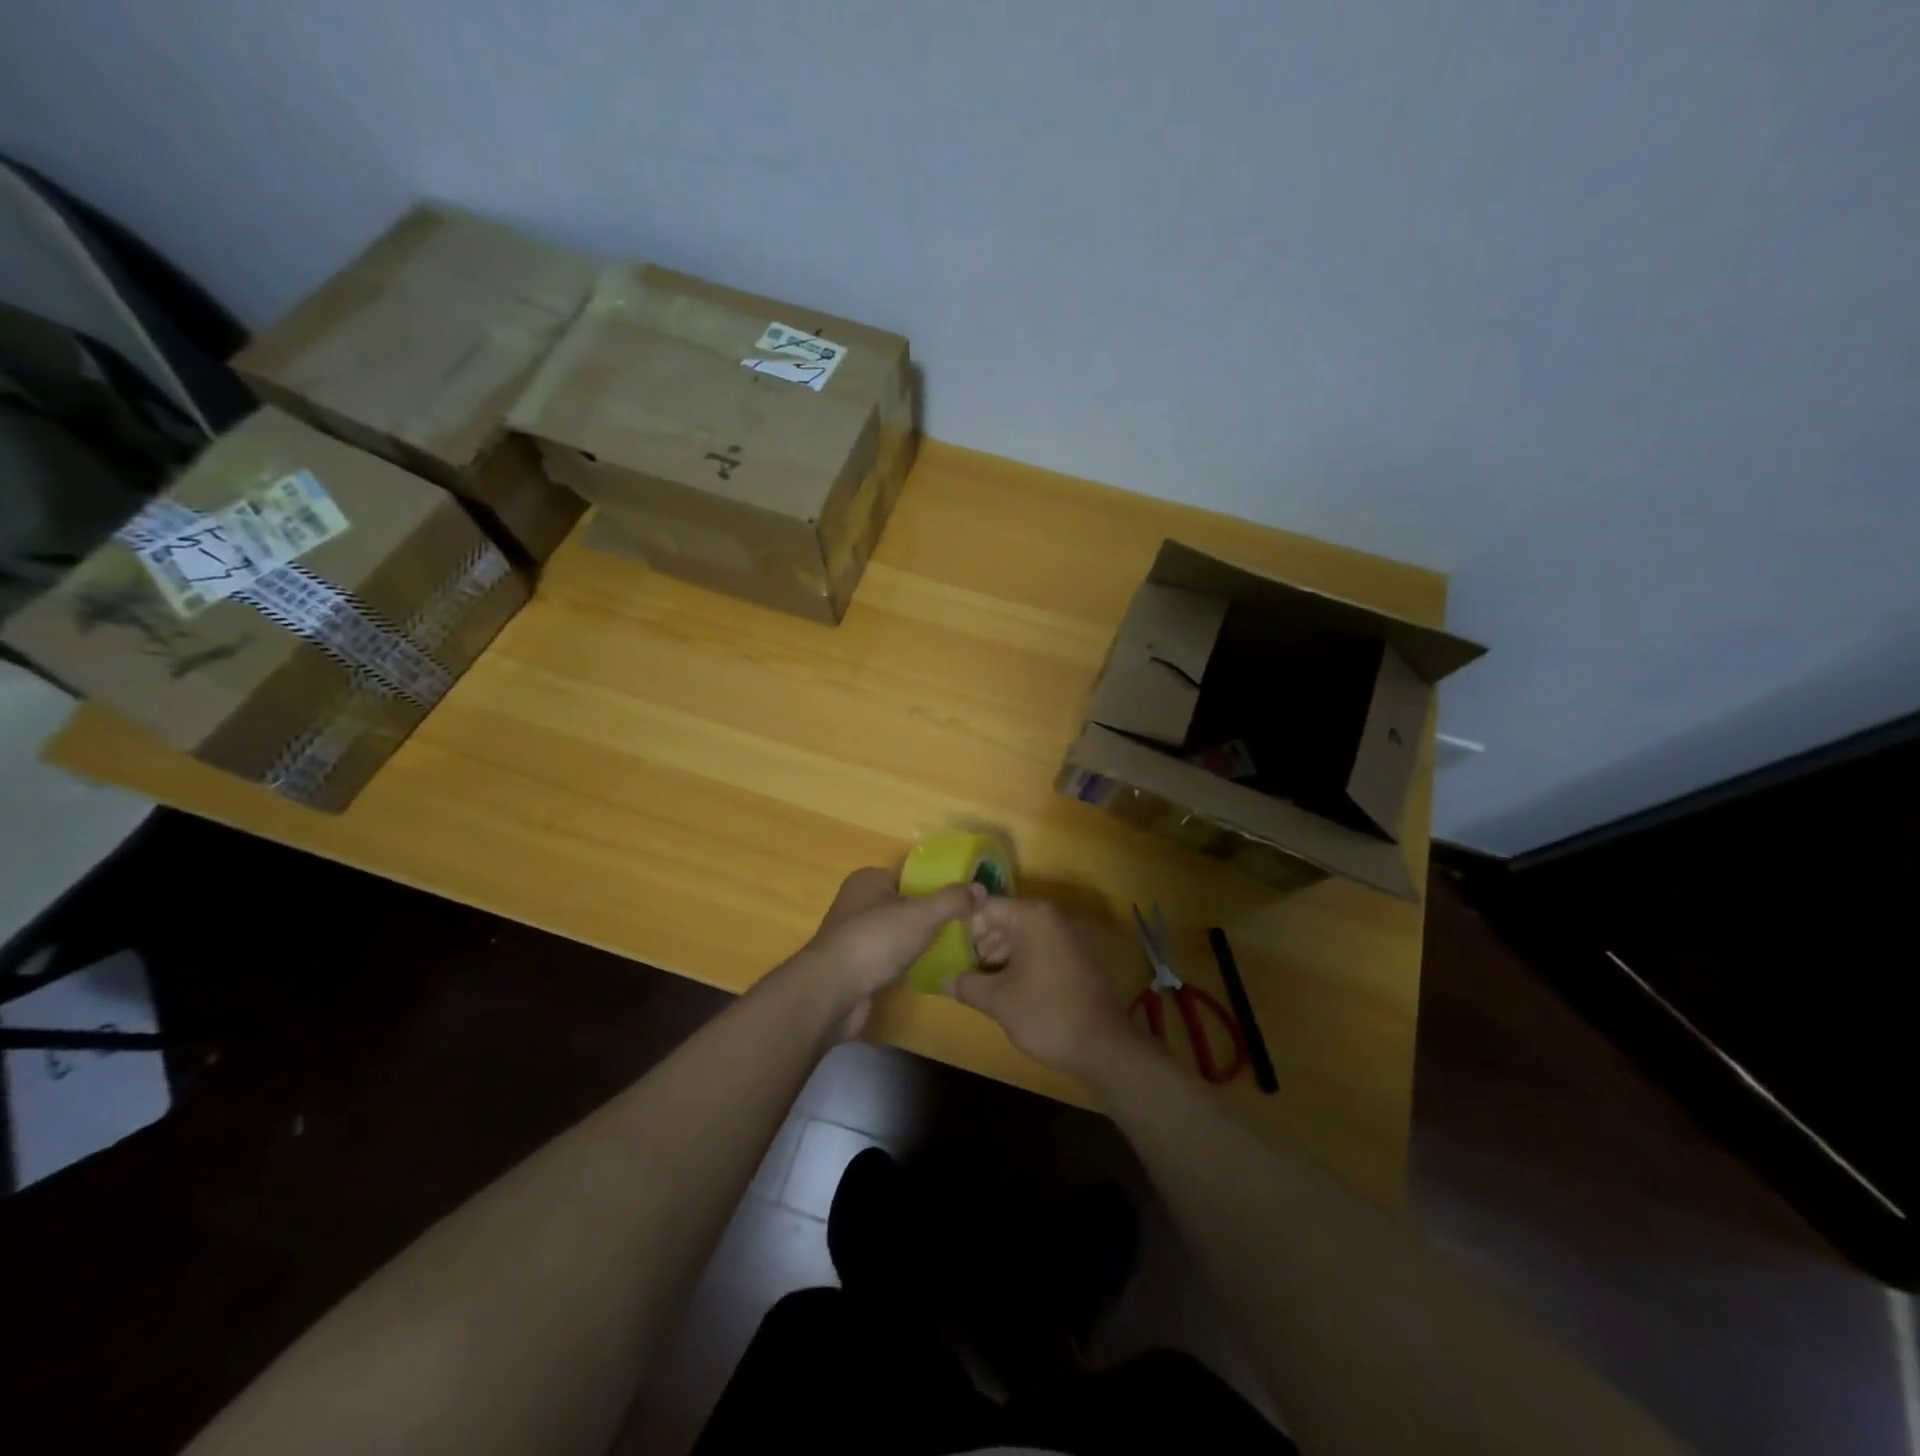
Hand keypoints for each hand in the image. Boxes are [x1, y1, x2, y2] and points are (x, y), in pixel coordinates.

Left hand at [789, 867, 983, 1040]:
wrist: (832, 993)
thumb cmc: (875, 941)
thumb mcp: (921, 915)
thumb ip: (952, 900)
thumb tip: (981, 888)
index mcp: (868, 880)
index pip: (910, 876)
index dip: (936, 887)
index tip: (964, 901)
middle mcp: (858, 903)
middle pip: (905, 905)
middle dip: (931, 917)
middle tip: (964, 928)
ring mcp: (854, 936)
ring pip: (898, 934)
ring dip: (919, 943)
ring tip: (954, 949)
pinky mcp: (856, 967)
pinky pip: (890, 959)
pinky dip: (906, 964)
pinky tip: (929, 972)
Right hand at [951, 898, 1138, 1082]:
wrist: (1104, 1046)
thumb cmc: (1046, 1014)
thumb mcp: (998, 1001)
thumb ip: (966, 984)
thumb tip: (942, 979)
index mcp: (1033, 916)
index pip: (985, 906)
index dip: (962, 926)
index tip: (945, 948)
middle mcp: (1053, 917)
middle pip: (1005, 919)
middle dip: (981, 943)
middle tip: (961, 969)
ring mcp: (1070, 935)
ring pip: (1023, 935)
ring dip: (1001, 955)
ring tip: (981, 983)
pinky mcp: (1079, 955)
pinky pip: (1041, 947)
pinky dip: (1022, 961)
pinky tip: (1009, 987)